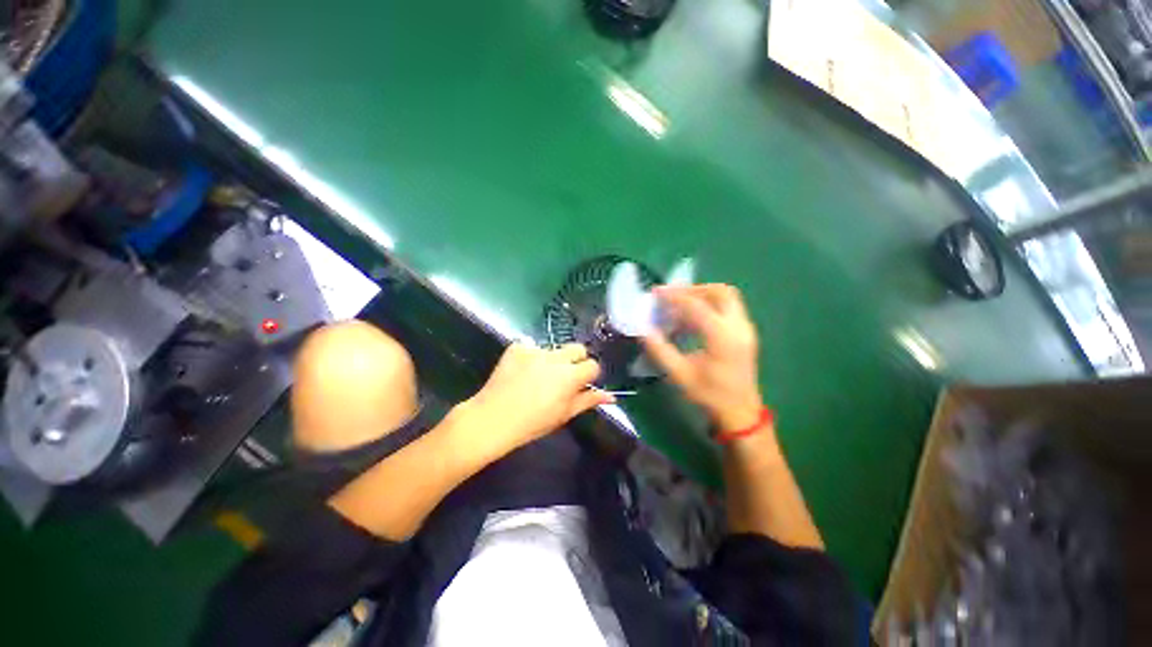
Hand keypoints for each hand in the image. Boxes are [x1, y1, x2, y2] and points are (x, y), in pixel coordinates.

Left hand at [458, 343, 613, 461]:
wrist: (492, 418)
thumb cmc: (533, 423)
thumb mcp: (564, 414)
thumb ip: (588, 400)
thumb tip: (610, 396)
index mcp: (570, 376)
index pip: (593, 365)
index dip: (589, 375)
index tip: (581, 385)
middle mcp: (555, 357)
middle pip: (577, 348)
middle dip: (576, 360)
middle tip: (564, 377)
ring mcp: (535, 350)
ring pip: (554, 349)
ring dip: (552, 360)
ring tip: (537, 378)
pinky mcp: (517, 347)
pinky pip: (531, 347)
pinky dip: (530, 357)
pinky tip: (521, 372)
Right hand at [643, 284, 763, 431]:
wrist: (741, 413)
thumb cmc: (710, 395)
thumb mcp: (680, 375)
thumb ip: (660, 350)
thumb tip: (643, 330)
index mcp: (721, 337)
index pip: (697, 306)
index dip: (674, 296)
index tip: (656, 292)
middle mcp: (738, 327)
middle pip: (720, 292)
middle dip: (693, 289)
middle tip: (671, 294)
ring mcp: (745, 329)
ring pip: (727, 297)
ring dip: (703, 294)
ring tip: (679, 303)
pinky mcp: (745, 333)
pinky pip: (728, 307)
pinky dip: (709, 304)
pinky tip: (692, 317)